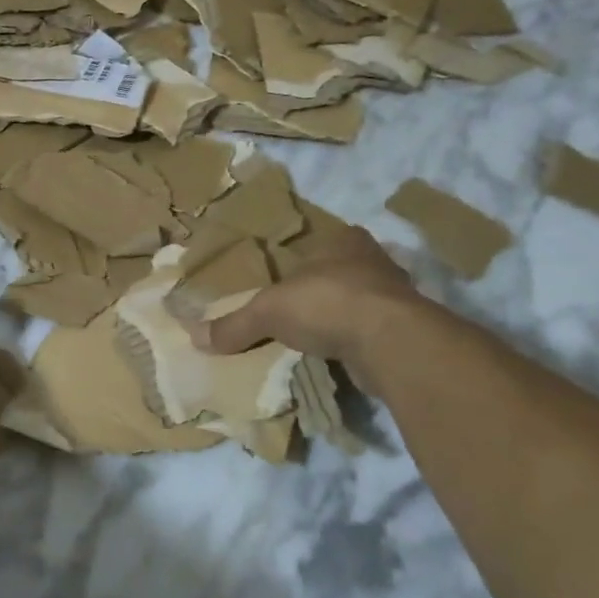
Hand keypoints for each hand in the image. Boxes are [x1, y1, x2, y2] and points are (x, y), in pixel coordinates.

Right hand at [192, 225, 425, 398]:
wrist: (390, 342)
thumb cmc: (326, 303)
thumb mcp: (267, 312)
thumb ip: (234, 325)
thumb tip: (194, 338)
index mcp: (343, 240)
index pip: (316, 244)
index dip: (298, 260)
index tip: (282, 281)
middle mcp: (372, 260)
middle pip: (337, 273)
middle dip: (317, 291)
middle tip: (292, 311)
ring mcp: (394, 296)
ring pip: (356, 304)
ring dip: (337, 319)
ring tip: (310, 337)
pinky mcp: (404, 330)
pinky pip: (368, 333)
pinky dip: (352, 344)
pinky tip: (335, 356)